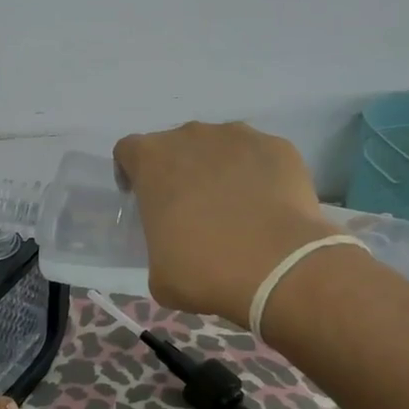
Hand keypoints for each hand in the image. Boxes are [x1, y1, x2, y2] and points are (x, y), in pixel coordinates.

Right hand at [114, 121, 339, 324]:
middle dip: (179, 170)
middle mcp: (191, 136)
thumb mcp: (158, 272)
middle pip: (176, 145)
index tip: (142, 198)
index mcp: (152, 159)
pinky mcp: (278, 147)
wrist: (280, 269)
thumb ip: (158, 243)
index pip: (129, 151)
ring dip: (218, 169)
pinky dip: (258, 174)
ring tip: (234, 207)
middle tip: (190, 208)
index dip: (131, 173)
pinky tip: (266, 207)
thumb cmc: (204, 271)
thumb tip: (176, 245)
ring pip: (219, 146)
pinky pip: (259, 157)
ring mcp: (239, 136)